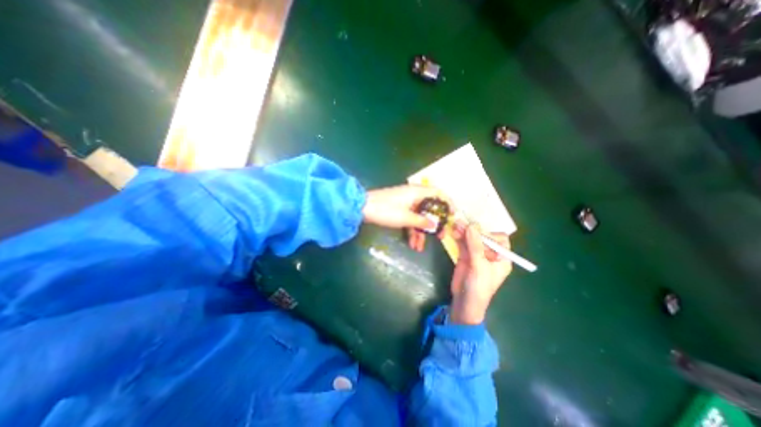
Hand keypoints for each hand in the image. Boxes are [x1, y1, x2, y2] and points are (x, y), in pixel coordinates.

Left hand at [361, 186, 446, 245]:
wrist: (362, 209)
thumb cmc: (386, 210)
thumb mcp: (406, 218)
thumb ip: (422, 222)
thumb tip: (435, 225)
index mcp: (417, 192)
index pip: (438, 194)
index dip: (448, 203)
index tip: (453, 216)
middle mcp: (413, 196)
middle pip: (429, 208)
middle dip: (434, 224)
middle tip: (440, 236)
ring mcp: (405, 203)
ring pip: (419, 217)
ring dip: (420, 231)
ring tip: (421, 246)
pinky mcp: (398, 210)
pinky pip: (409, 220)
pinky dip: (411, 230)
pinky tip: (412, 244)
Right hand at [447, 224, 514, 322]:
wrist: (463, 302)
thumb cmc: (478, 287)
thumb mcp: (479, 266)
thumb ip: (475, 245)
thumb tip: (472, 225)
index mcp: (501, 258)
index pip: (500, 239)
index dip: (490, 234)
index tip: (478, 232)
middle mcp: (490, 254)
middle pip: (483, 236)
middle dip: (473, 229)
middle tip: (461, 223)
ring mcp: (476, 254)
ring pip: (471, 238)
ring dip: (463, 231)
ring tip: (455, 225)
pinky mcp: (465, 256)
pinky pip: (462, 243)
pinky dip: (458, 237)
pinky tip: (453, 231)